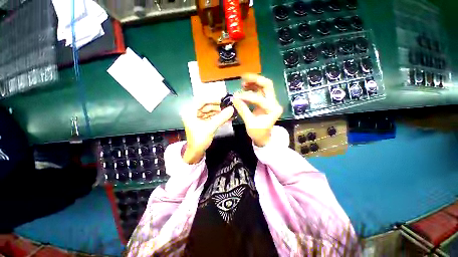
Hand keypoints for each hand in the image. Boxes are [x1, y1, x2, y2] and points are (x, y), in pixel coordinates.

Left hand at [181, 101, 233, 163]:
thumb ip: (221, 118)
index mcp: (190, 112)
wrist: (196, 152)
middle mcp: (193, 112)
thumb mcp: (211, 128)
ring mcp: (198, 117)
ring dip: (220, 111)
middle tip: (230, 105)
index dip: (214, 99)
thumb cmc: (199, 140)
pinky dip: (219, 116)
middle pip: (207, 105)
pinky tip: (227, 116)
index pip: (202, 101)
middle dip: (219, 106)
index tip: (224, 99)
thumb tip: (232, 109)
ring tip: (230, 111)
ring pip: (211, 111)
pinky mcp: (203, 122)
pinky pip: (212, 116)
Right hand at [232, 73, 282, 146]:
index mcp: (273, 110)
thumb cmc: (258, 133)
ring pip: (264, 86)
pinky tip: (245, 87)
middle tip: (243, 77)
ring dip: (253, 82)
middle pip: (268, 85)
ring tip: (242, 83)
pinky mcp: (266, 102)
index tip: (236, 97)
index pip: (259, 99)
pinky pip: (260, 91)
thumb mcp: (250, 123)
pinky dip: (252, 87)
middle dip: (255, 79)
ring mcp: (271, 101)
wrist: (264, 137)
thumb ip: (242, 110)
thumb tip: (233, 99)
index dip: (247, 97)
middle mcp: (274, 103)